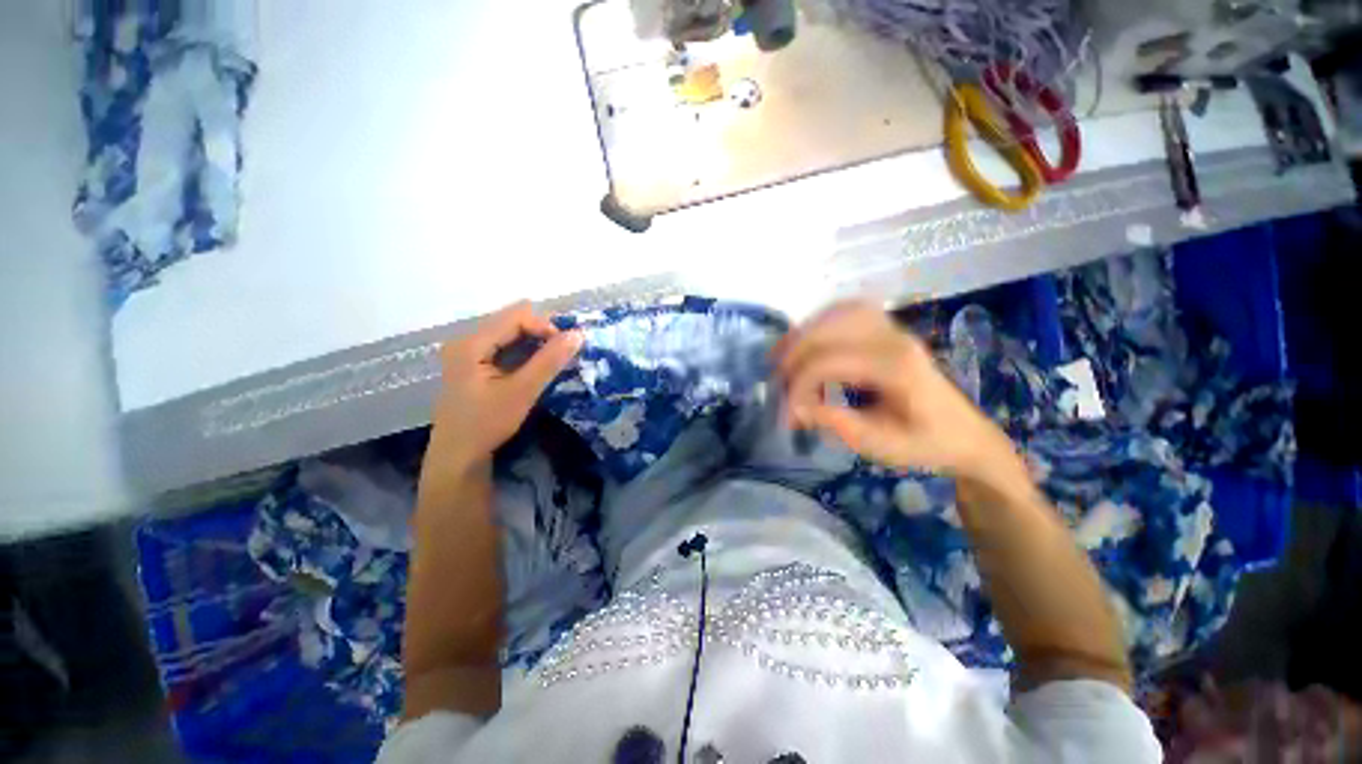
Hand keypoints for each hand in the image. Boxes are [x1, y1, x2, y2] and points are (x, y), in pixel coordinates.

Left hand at [429, 301, 582, 471]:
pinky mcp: (473, 364)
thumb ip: (549, 361)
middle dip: (542, 334)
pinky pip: (505, 347)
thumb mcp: (522, 391)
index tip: (566, 347)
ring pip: (510, 334)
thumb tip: (578, 334)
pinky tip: (537, 368)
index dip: (545, 326)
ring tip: (554, 361)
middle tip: (563, 354)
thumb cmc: (487, 424)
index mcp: (472, 343)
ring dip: (536, 344)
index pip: (516, 316)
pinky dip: (525, 353)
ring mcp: (468, 352)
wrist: (458, 456)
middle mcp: (467, 340)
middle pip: (512, 322)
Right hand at [773, 301, 1023, 482]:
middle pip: (829, 330)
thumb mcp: (878, 444)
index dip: (799, 385)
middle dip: (794, 354)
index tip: (787, 414)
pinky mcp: (888, 329)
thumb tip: (795, 408)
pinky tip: (808, 340)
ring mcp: (893, 329)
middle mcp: (894, 338)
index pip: (830, 361)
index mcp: (896, 368)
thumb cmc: (924, 444)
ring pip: (837, 313)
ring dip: (804, 332)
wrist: (964, 435)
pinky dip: (821, 322)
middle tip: (776, 380)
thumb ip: (835, 422)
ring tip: (782, 356)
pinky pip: (848, 312)